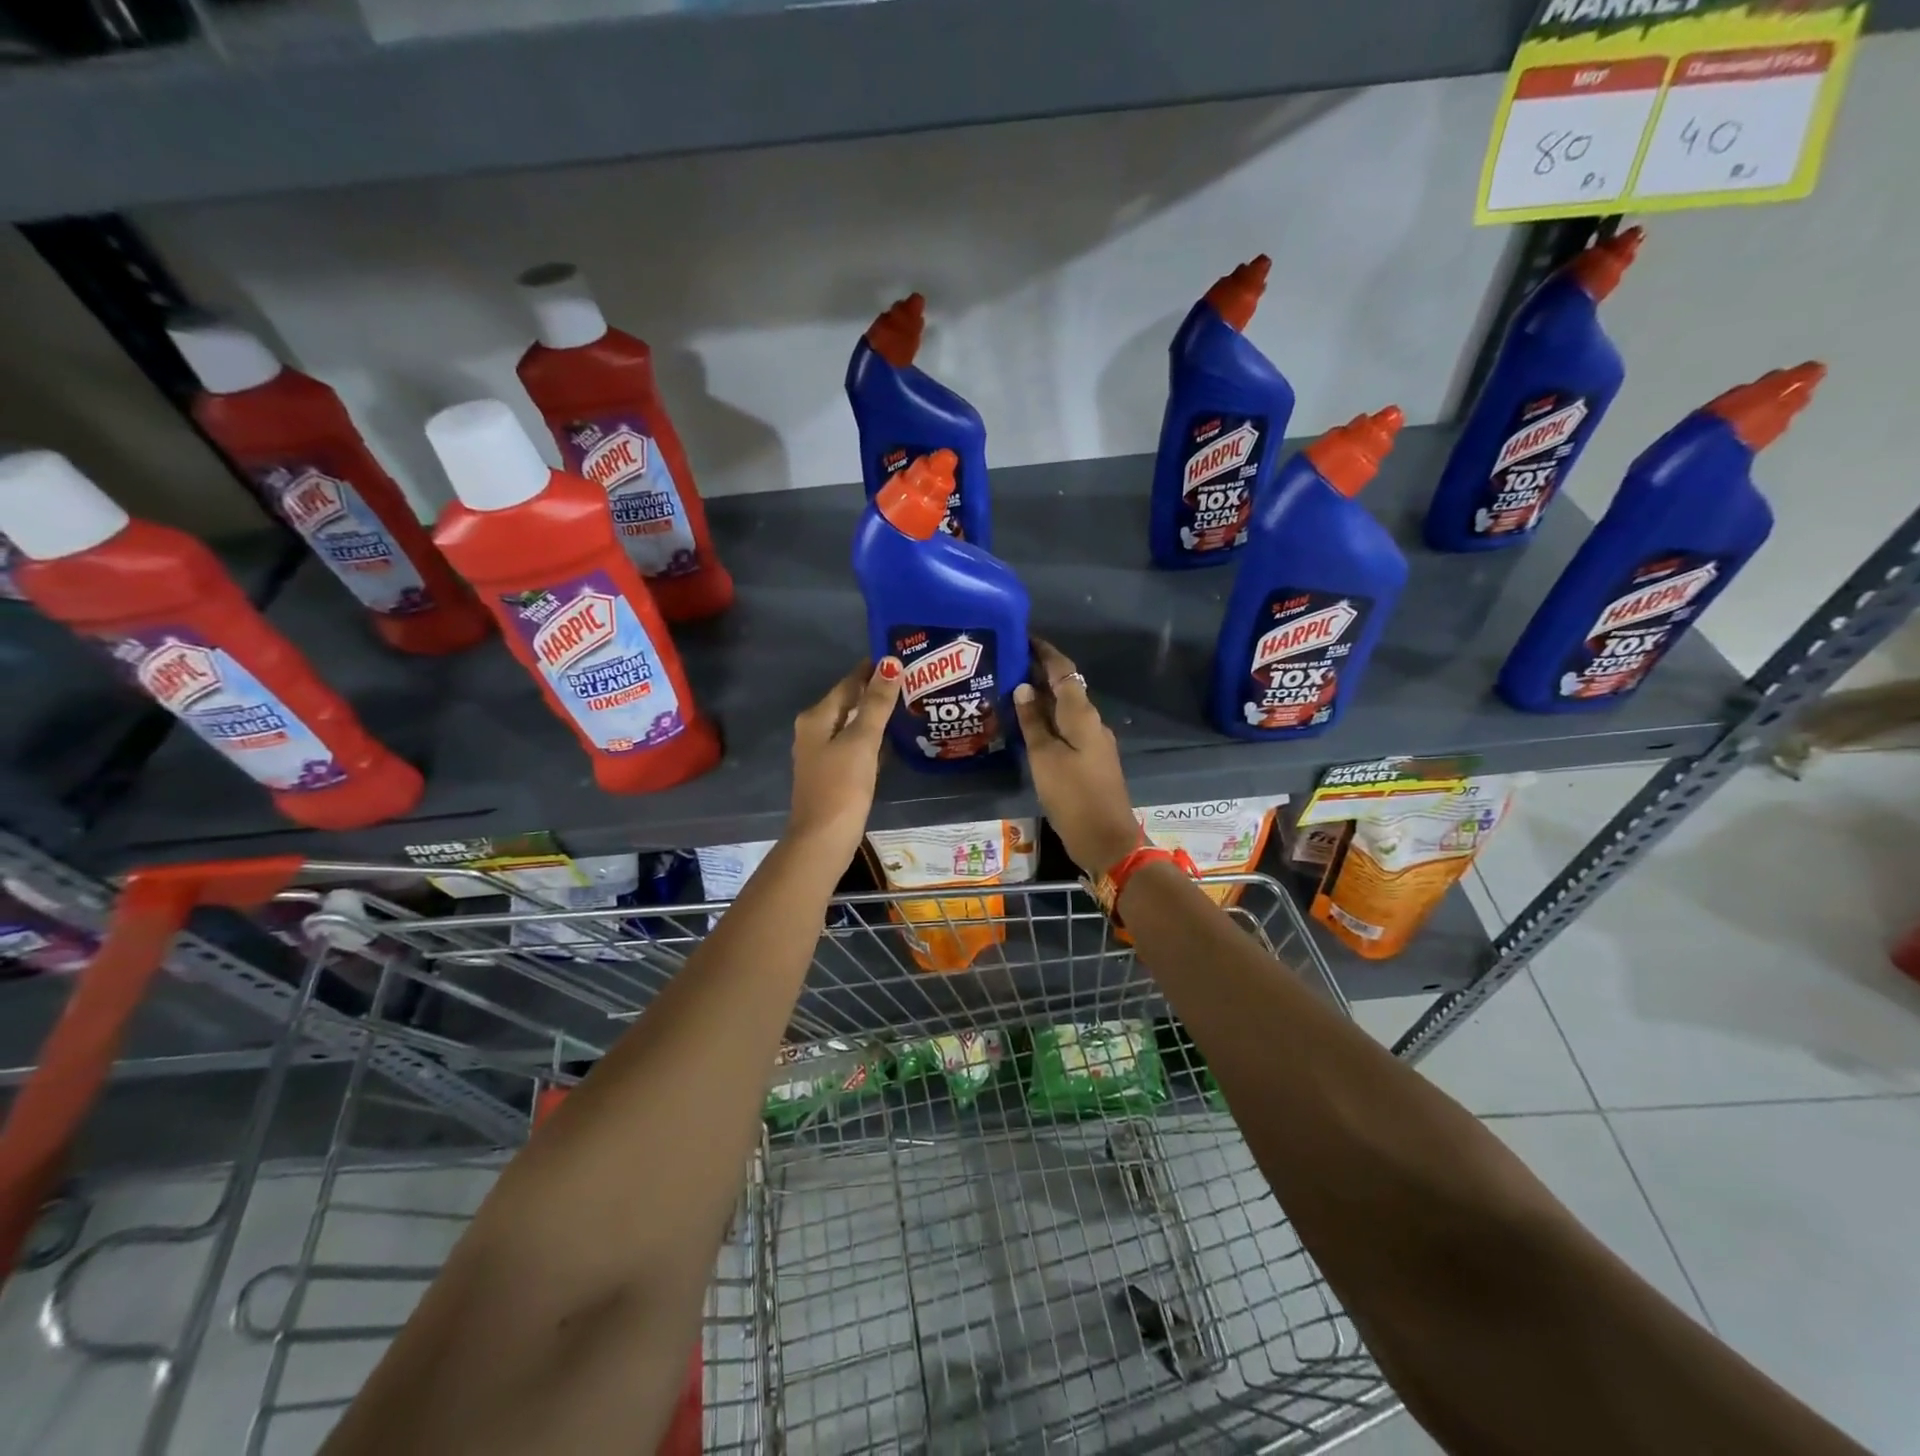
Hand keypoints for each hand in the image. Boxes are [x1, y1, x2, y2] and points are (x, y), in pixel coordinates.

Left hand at [788, 658, 901, 861]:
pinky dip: (872, 738)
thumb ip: (877, 703)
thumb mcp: (861, 741)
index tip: (900, 657)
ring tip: (908, 704)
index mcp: (817, 717)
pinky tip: (892, 739)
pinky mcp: (833, 774)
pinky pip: (855, 745)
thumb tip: (891, 663)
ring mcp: (822, 754)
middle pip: (849, 702)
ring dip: (876, 715)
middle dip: (876, 691)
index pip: (848, 683)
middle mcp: (814, 731)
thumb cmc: (841, 786)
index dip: (872, 670)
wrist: (823, 839)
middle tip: (912, 680)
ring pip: (852, 724)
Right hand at [1012, 640, 1141, 876]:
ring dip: (1041, 698)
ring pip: (1065, 710)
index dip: (1045, 652)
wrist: (1106, 839)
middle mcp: (1091, 722)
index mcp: (1082, 714)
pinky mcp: (1089, 760)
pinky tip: (1026, 727)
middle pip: (1065, 688)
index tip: (1022, 637)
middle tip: (1006, 664)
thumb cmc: (1073, 795)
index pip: (1063, 671)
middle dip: (1039, 673)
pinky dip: (1046, 721)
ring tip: (1009, 691)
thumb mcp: (1045, 757)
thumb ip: (1033, 722)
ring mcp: (1092, 742)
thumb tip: (1024, 687)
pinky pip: (1066, 729)